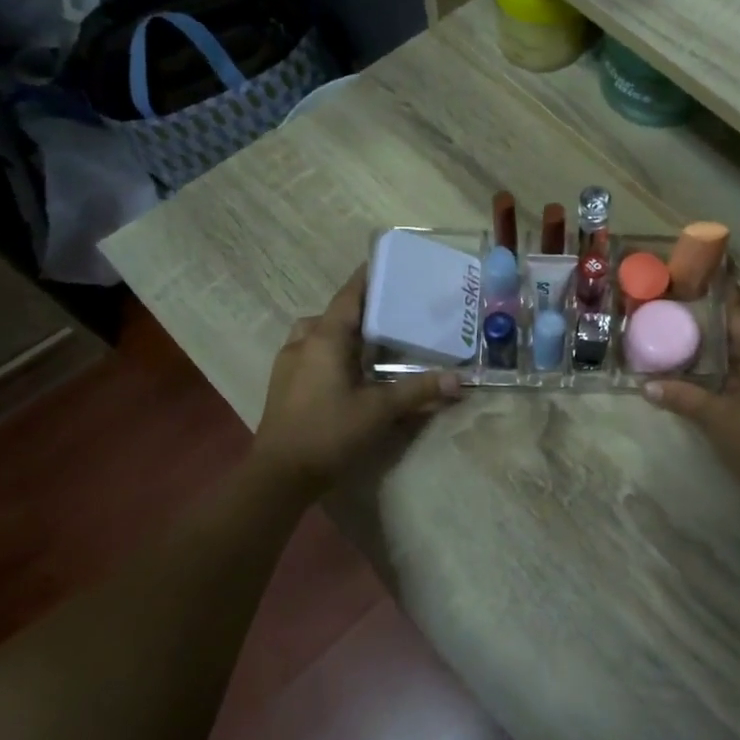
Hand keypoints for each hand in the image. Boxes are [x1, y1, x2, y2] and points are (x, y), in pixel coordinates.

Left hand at [251, 267, 460, 489]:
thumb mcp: (380, 410)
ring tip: (367, 344)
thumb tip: (460, 380)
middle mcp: (303, 342)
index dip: (367, 278)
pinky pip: (308, 353)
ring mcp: (288, 363)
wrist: (279, 475)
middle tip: (388, 313)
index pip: (349, 295)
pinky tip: (346, 372)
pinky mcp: (282, 384)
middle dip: (358, 309)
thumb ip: (420, 391)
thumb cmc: (330, 432)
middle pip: (332, 313)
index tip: (388, 264)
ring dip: (339, 332)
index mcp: (325, 338)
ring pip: (316, 333)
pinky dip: (328, 352)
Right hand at [643, 286, 739, 495]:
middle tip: (682, 315)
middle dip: (716, 327)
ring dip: (727, 350)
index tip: (696, 278)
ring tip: (692, 341)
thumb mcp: (714, 417)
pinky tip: (715, 374)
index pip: (739, 313)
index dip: (716, 296)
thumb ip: (681, 395)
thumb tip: (646, 385)